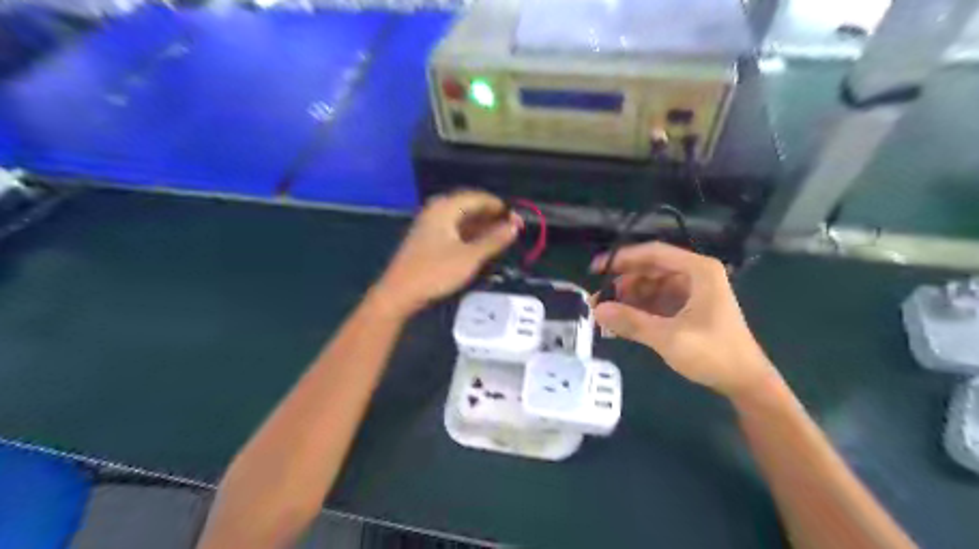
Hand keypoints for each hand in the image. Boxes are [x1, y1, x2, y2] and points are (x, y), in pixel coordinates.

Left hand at [373, 191, 518, 315]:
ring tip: (500, 238)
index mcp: (444, 208)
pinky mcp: (427, 241)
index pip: (477, 197)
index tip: (516, 217)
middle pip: (469, 207)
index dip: (498, 206)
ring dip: (481, 227)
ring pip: (461, 220)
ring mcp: (430, 226)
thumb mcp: (470, 257)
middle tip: (511, 228)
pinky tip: (481, 246)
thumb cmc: (435, 272)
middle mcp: (436, 212)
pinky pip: (454, 230)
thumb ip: (494, 240)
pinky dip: (469, 235)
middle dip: (491, 216)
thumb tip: (514, 226)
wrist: (399, 294)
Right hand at [592, 243, 776, 395]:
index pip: (653, 253)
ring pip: (651, 287)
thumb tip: (596, 310)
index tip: (596, 269)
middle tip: (598, 300)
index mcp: (698, 271)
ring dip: (629, 299)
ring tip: (606, 315)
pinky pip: (658, 302)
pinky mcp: (689, 309)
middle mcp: (695, 275)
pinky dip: (639, 310)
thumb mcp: (669, 337)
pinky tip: (622, 323)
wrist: (746, 382)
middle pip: (650, 270)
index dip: (622, 259)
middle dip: (623, 284)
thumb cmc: (713, 354)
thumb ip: (631, 322)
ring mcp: (693, 292)